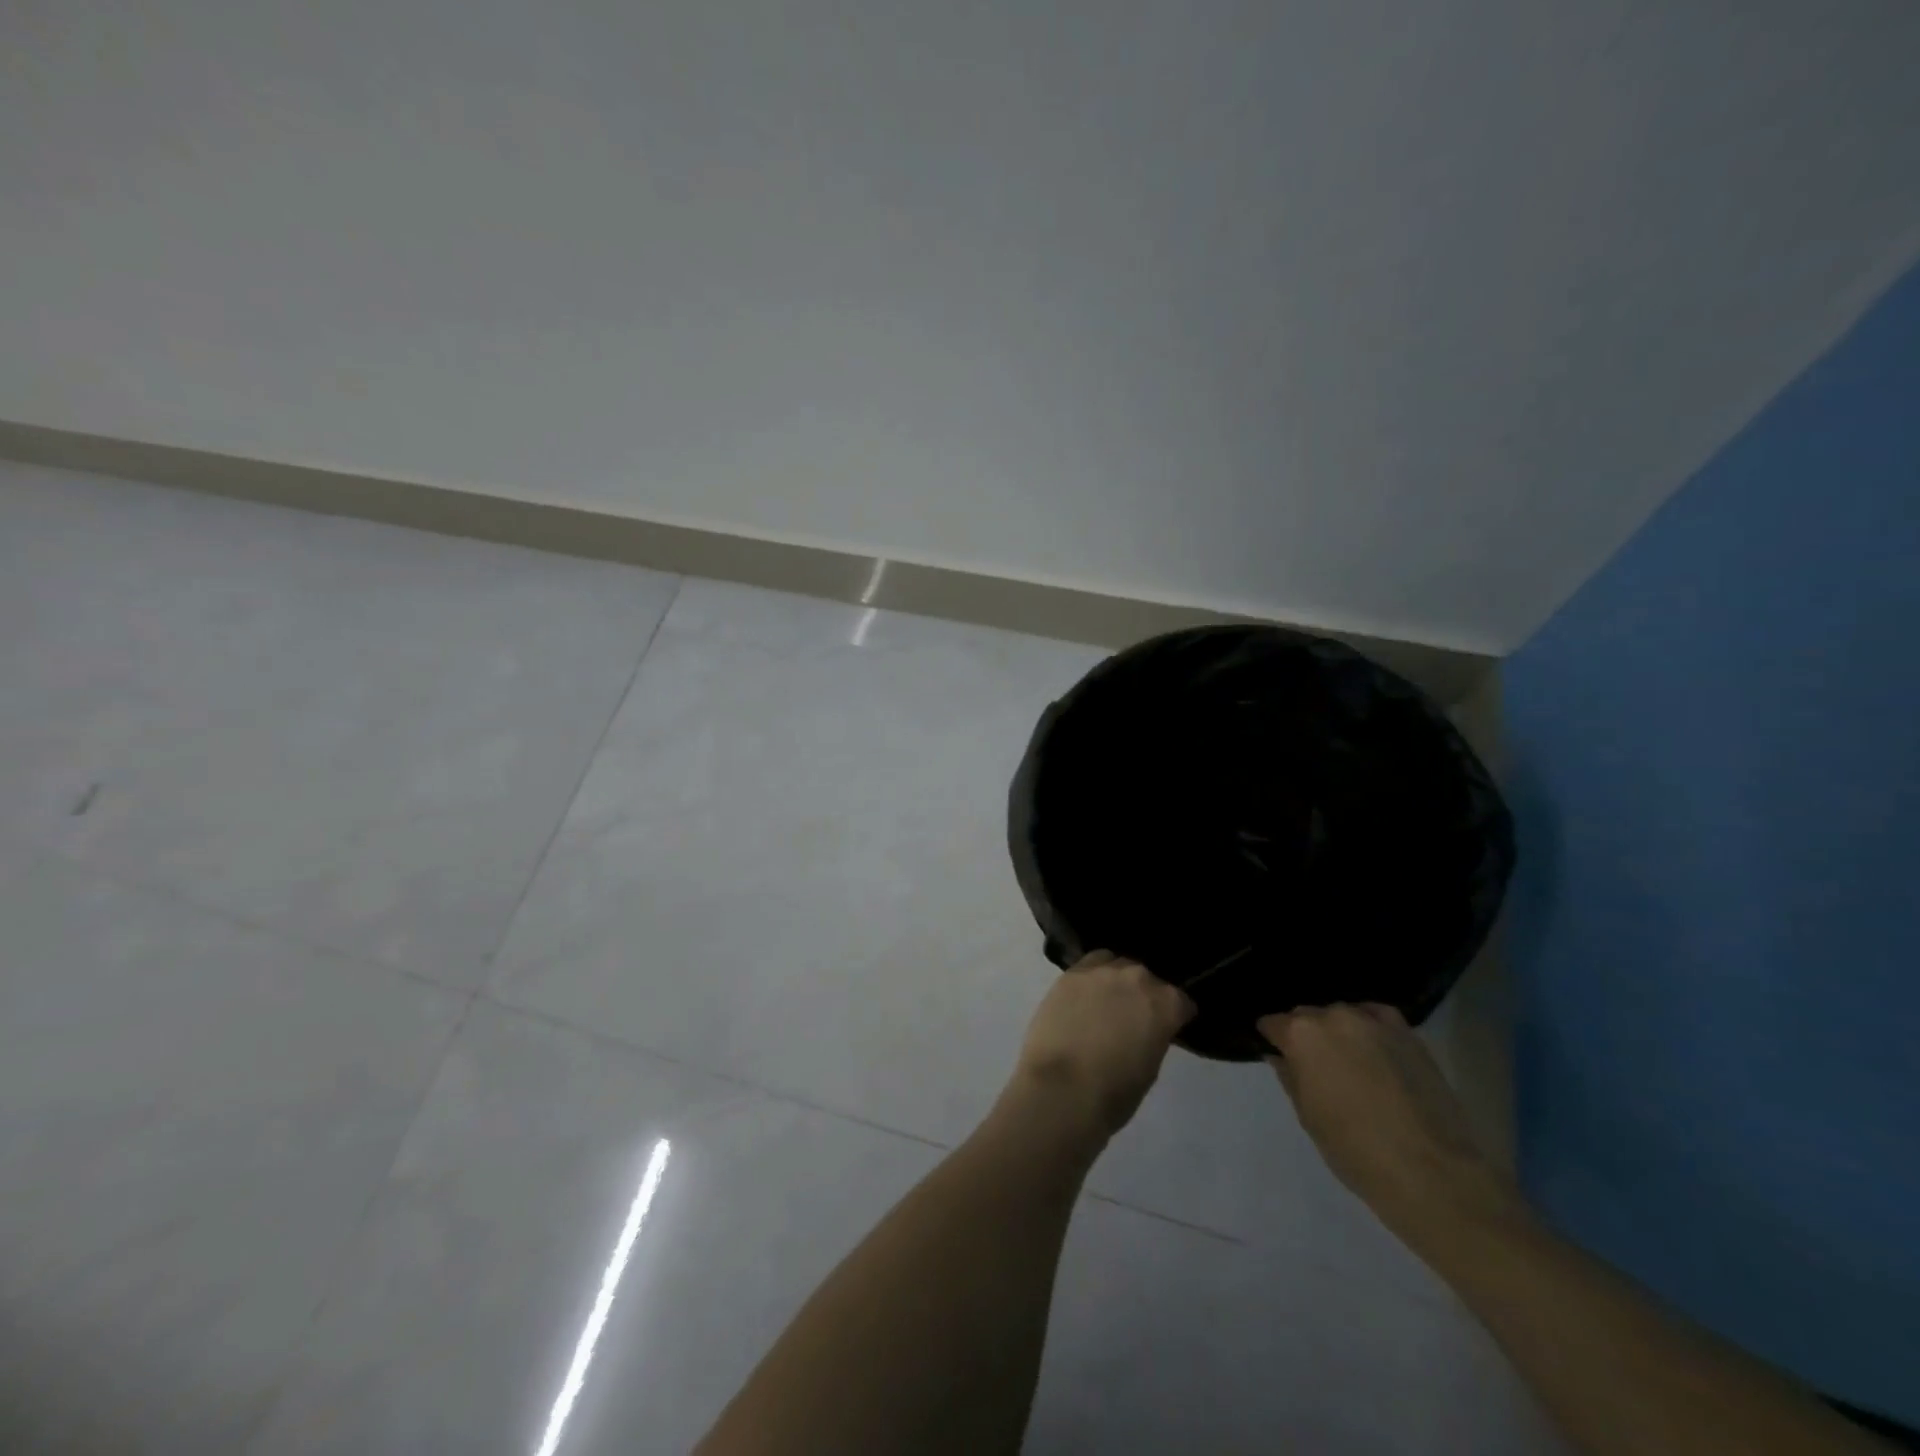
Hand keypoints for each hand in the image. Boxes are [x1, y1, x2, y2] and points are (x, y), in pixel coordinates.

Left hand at [1008, 951, 1193, 1138]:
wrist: (1061, 1089)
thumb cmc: (1113, 1093)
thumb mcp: (1150, 1068)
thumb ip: (1153, 1036)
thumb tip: (1145, 1029)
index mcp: (1166, 1004)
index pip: (1181, 1002)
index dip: (1176, 1017)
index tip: (1168, 1029)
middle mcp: (1137, 977)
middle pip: (1147, 979)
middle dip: (1144, 996)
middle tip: (1133, 1018)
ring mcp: (1102, 971)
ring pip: (1116, 965)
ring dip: (1116, 982)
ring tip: (1106, 1003)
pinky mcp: (1071, 973)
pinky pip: (1088, 966)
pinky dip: (1091, 978)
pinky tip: (1083, 996)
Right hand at [1258, 1004, 1524, 1245]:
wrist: (1433, 1173)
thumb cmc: (1356, 1151)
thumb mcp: (1309, 1118)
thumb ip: (1290, 1077)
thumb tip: (1279, 1056)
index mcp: (1301, 1035)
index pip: (1273, 1024)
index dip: (1272, 1040)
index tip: (1277, 1054)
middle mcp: (1333, 1016)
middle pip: (1308, 1016)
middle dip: (1305, 1035)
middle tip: (1314, 1065)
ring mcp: (1373, 1021)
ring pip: (1342, 1015)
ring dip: (1338, 1031)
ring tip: (1348, 1060)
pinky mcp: (1407, 1033)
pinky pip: (1377, 1017)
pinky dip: (1369, 1027)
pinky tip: (1373, 1049)